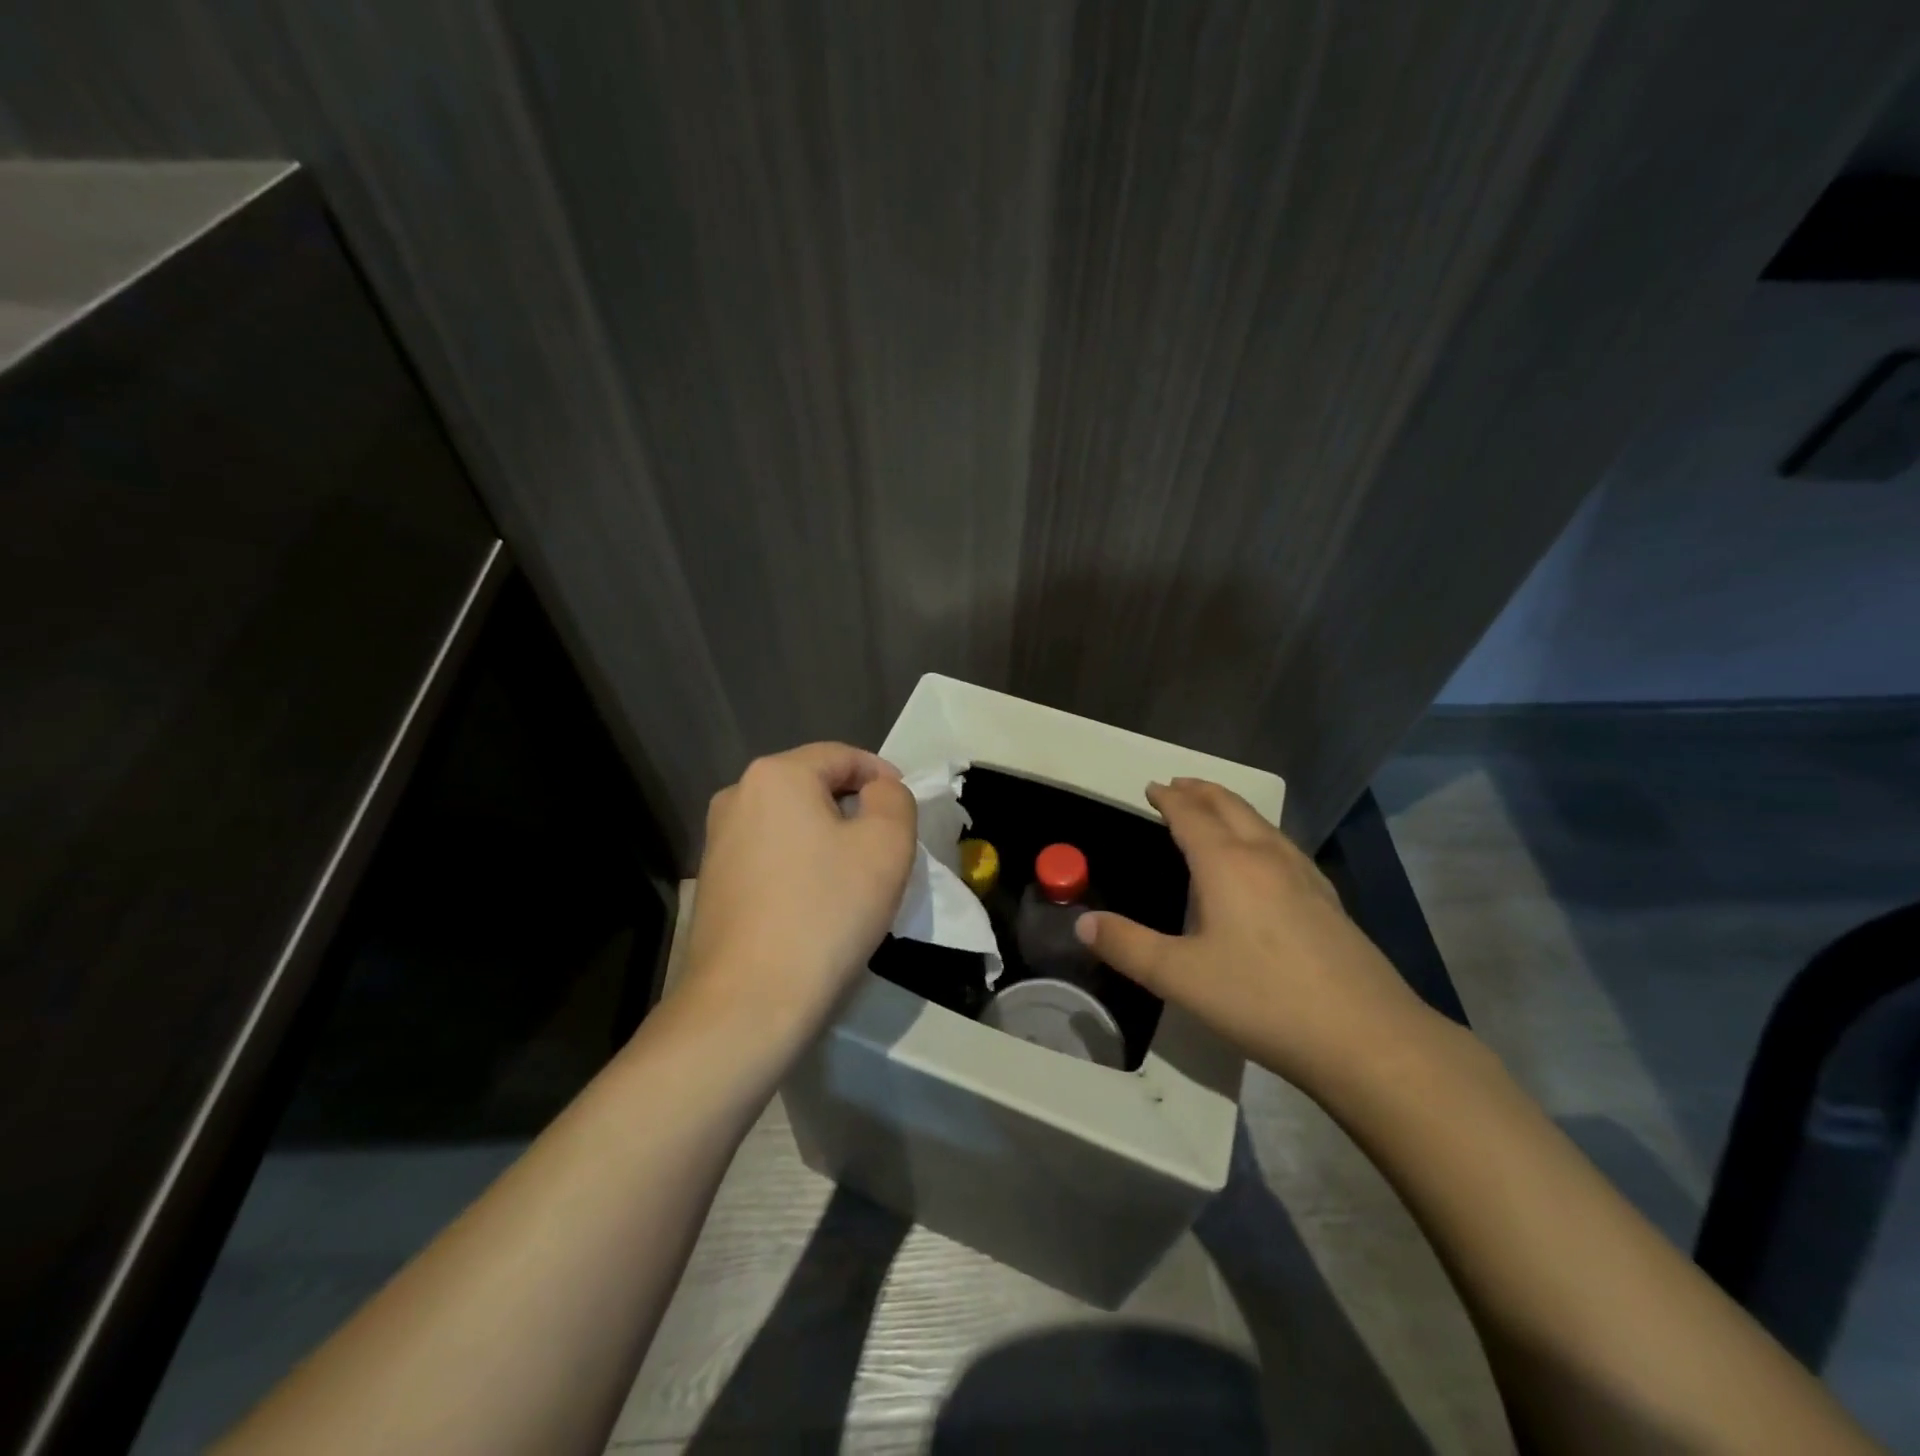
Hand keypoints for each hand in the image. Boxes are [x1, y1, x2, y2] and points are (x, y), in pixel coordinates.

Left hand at [678, 743, 916, 1046]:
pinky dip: (801, 865)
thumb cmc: (826, 912)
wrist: (748, 1002)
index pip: (842, 756)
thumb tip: (877, 791)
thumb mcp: (887, 844)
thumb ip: (893, 799)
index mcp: (776, 775)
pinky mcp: (712, 883)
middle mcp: (737, 796)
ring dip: (828, 838)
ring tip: (856, 877)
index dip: (882, 775)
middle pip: (813, 787)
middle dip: (854, 808)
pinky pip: (771, 856)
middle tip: (887, 846)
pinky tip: (817, 903)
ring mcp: (717, 841)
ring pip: (791, 823)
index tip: (907, 809)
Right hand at [1075, 778, 1431, 1093]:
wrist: (1367, 1038)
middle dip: (1202, 792)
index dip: (1169, 798)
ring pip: (1263, 824)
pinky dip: (1260, 834)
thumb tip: (1083, 922)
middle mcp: (1267, 858)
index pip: (1192, 816)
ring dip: (1233, 808)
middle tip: (1179, 785)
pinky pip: (1284, 848)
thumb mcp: (1179, 977)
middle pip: (1231, 808)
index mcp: (1227, 865)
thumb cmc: (1263, 1000)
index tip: (1152, 787)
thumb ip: (1127, 946)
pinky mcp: (1328, 902)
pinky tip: (1267, 860)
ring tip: (1216, 810)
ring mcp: (1304, 878)